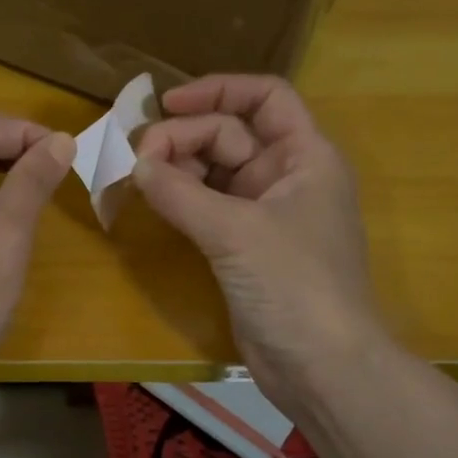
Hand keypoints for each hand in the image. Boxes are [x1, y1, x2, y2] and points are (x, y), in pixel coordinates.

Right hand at [133, 75, 384, 411]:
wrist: (322, 367)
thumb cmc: (295, 285)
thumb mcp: (236, 231)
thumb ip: (181, 193)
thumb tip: (135, 164)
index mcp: (306, 156)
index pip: (265, 97)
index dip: (218, 90)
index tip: (166, 104)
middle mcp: (287, 177)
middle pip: (231, 133)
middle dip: (185, 138)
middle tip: (139, 158)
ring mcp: (265, 214)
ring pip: (216, 171)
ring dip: (179, 169)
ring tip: (141, 179)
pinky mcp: (246, 247)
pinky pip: (209, 206)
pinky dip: (183, 200)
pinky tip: (155, 201)